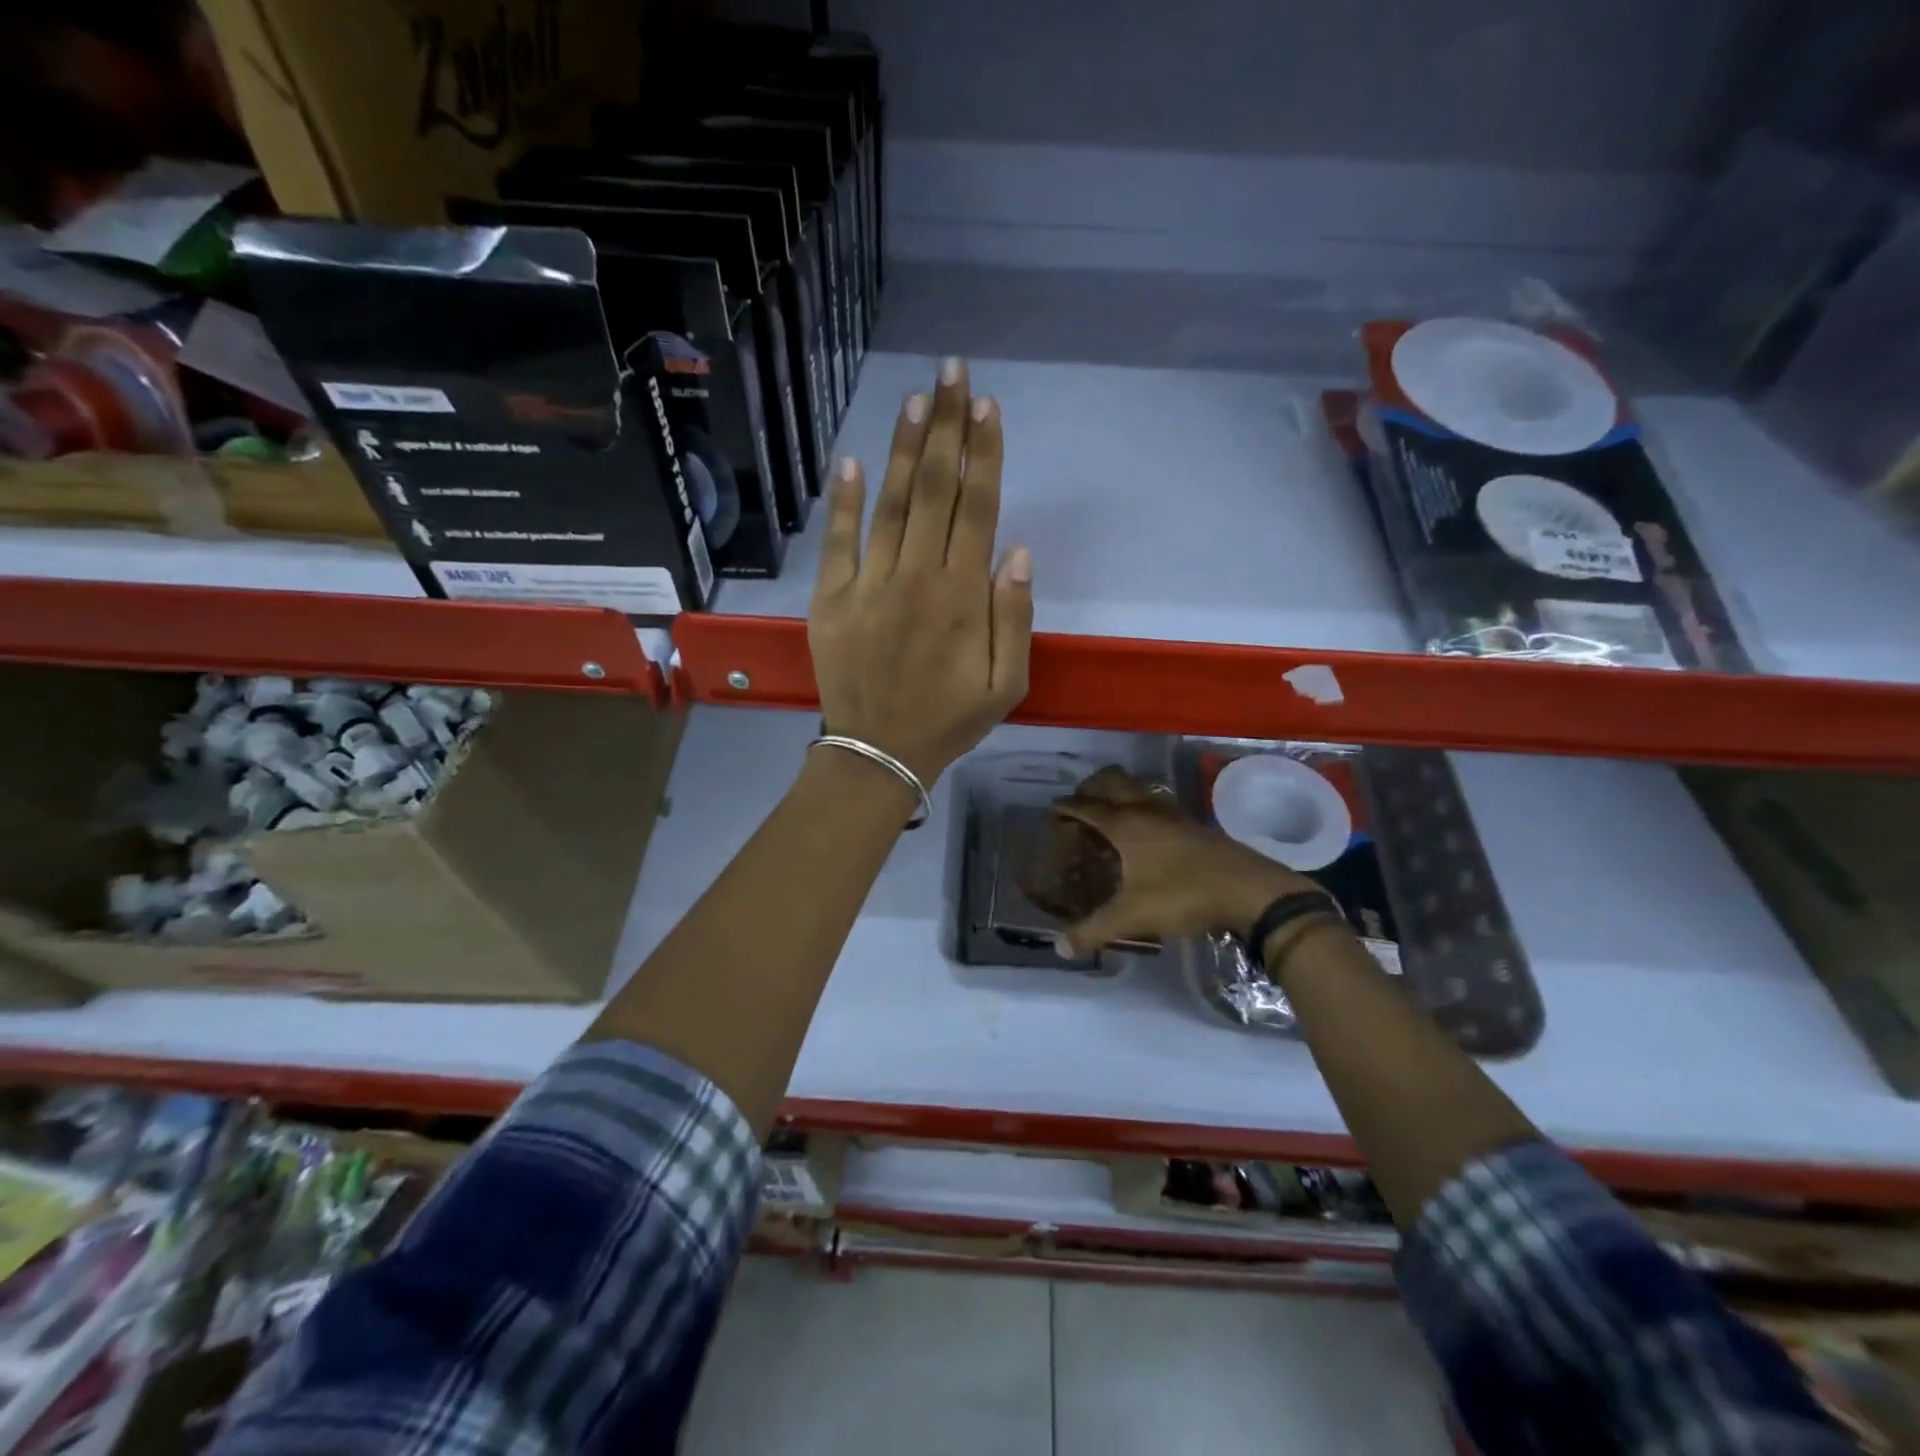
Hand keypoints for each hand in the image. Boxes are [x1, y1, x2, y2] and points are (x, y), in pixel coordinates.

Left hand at [809, 358, 1032, 784]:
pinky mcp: (831, 599)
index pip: (977, 509)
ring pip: (892, 504)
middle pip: (936, 491)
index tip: (988, 407)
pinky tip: (852, 460)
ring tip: (918, 399)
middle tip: (953, 373)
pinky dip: (845, 501)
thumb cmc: (948, 720)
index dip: (984, 454)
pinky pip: (839, 541)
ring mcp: (868, 586)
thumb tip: (1016, 550)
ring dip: (906, 449)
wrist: (878, 753)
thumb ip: (1014, 617)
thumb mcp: (1005, 684)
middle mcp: (916, 578)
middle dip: (948, 428)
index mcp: (962, 598)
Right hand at [1053, 767, 1314, 954]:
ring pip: (1139, 789)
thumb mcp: (1132, 916)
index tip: (1053, 808)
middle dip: (1092, 787)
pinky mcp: (1193, 825)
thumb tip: (1060, 948)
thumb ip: (1093, 931)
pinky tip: (1147, 831)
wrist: (1248, 889)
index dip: (1067, 806)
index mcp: (1125, 824)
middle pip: (1113, 782)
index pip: (1087, 807)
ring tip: (1110, 813)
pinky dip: (1142, 807)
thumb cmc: (1183, 895)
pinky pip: (1158, 804)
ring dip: (1120, 793)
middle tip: (1080, 803)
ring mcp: (1173, 814)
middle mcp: (1146, 809)